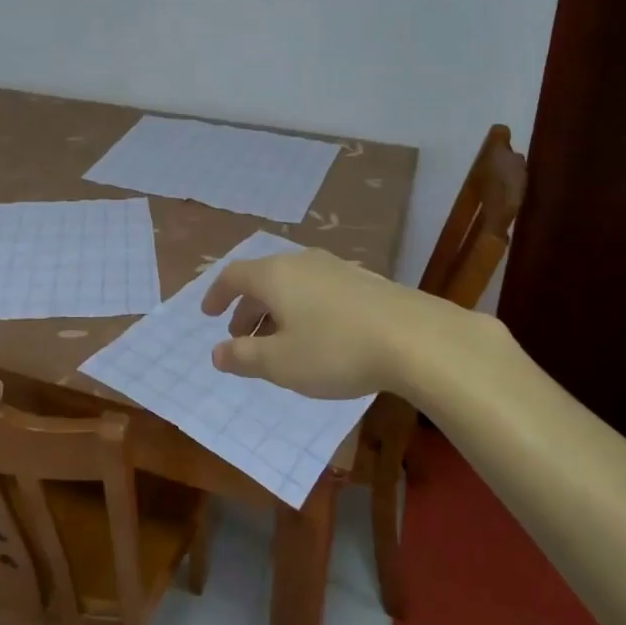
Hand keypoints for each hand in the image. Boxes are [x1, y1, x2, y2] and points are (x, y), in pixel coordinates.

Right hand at [201, 245, 450, 399]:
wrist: (416, 338)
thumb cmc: (335, 350)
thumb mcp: (281, 363)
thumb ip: (243, 357)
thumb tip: (216, 353)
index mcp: (274, 275)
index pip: (233, 276)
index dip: (217, 295)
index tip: (209, 315)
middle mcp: (301, 262)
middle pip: (263, 279)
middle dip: (248, 308)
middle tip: (242, 337)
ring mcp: (335, 267)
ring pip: (292, 284)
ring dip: (277, 310)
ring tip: (280, 341)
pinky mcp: (363, 280)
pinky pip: (317, 289)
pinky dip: (304, 309)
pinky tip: (319, 336)